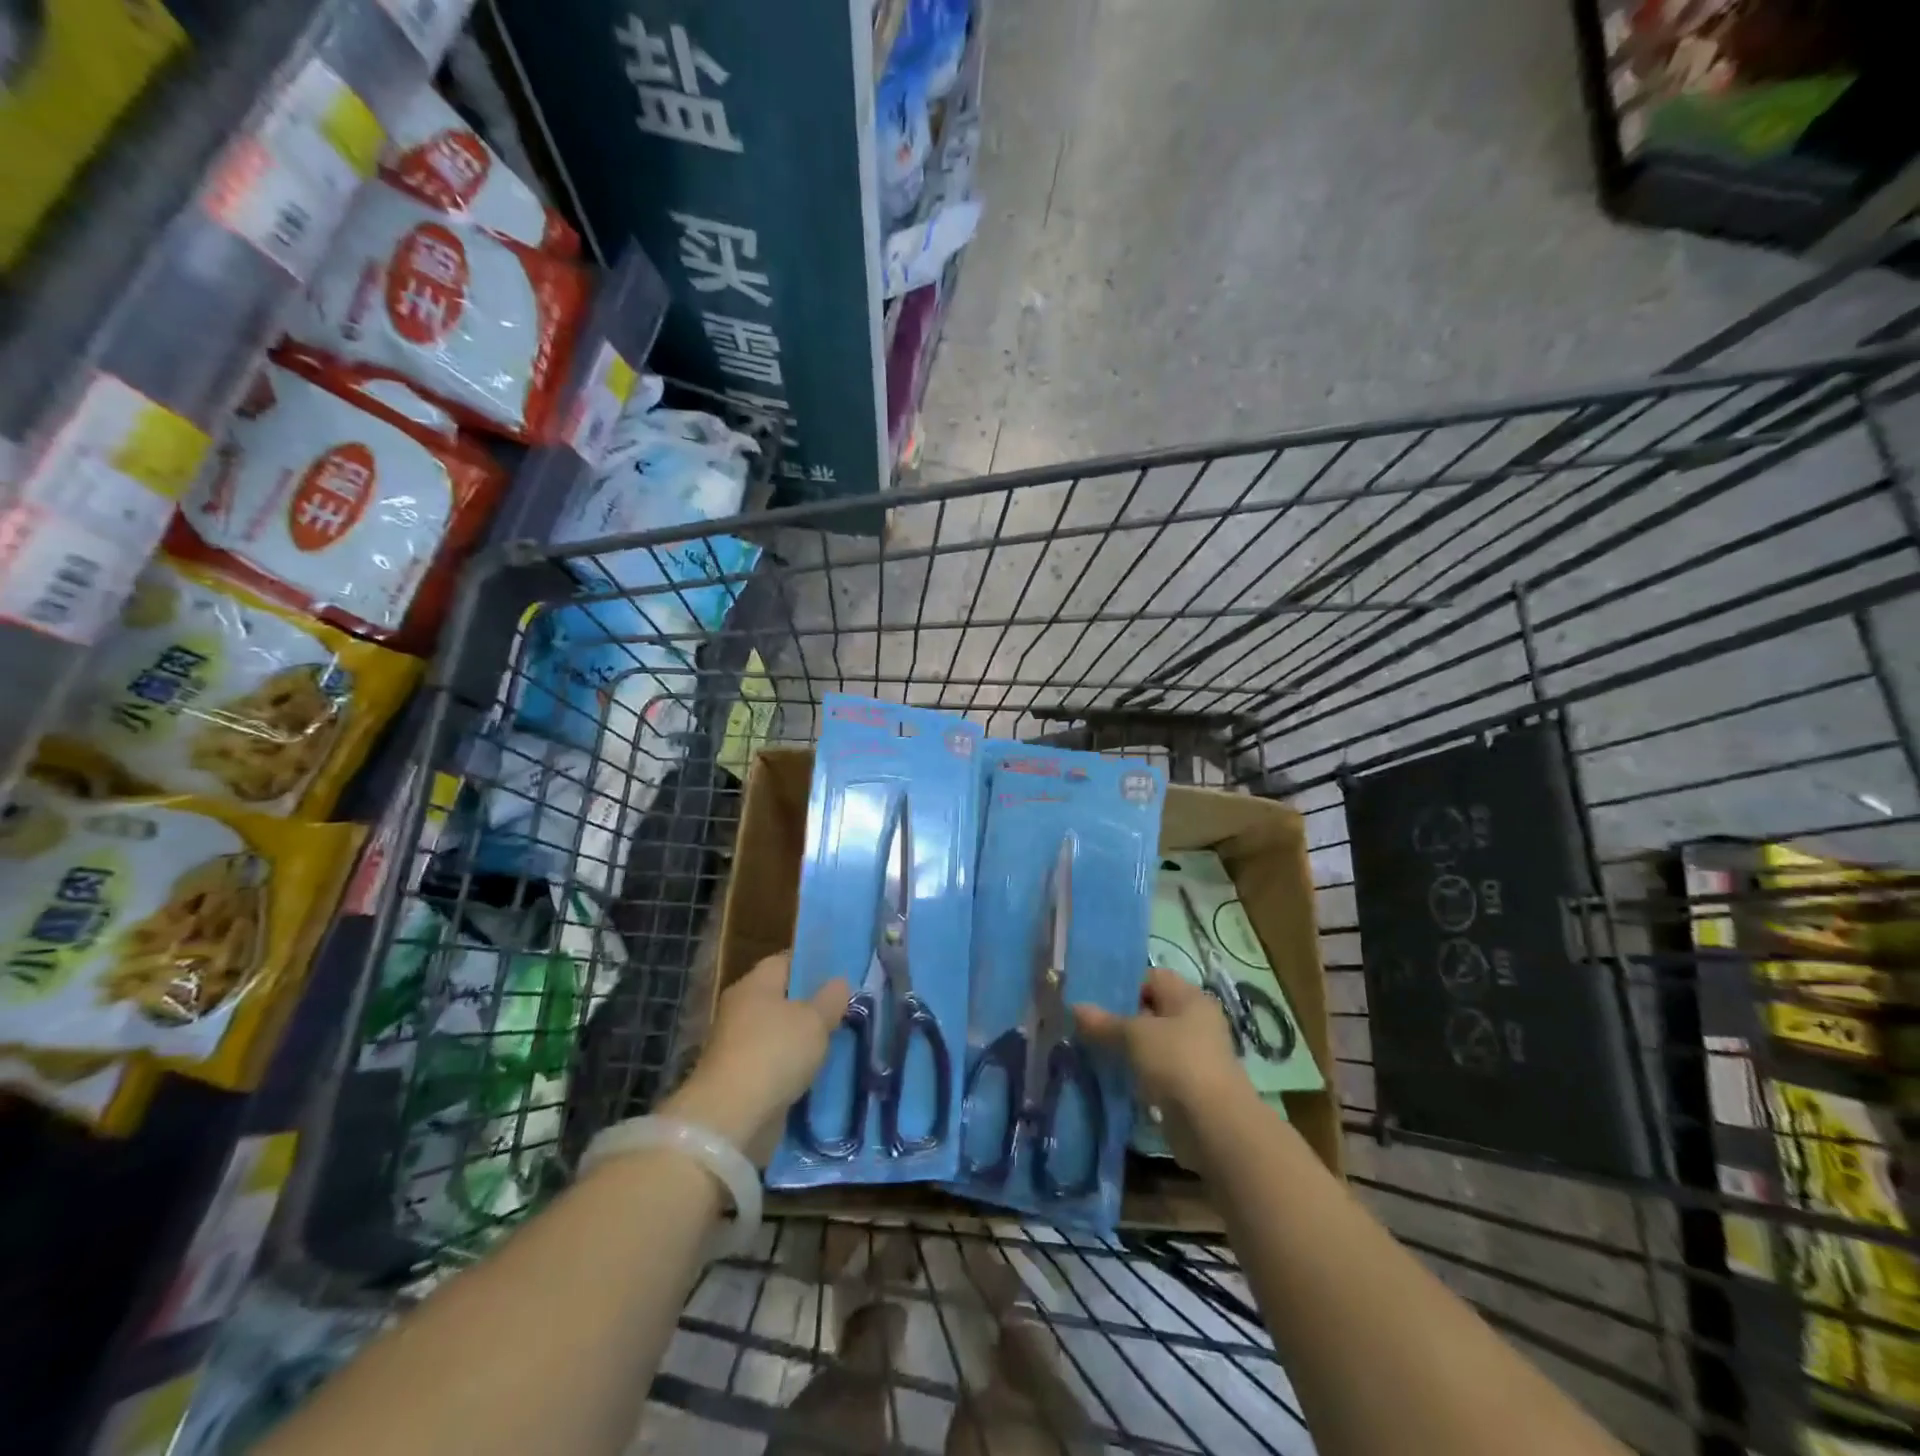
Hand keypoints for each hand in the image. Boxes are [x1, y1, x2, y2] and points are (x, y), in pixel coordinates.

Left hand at [669, 953, 850, 1163]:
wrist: (732, 1119)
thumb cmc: (775, 1052)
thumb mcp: (815, 1020)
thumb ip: (831, 999)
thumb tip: (839, 982)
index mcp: (754, 985)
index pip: (784, 962)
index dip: (811, 965)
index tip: (839, 975)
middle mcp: (742, 1010)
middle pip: (781, 999)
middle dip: (811, 1006)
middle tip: (845, 1011)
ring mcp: (738, 1047)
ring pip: (780, 1035)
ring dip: (803, 1041)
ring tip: (839, 1042)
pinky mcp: (741, 1080)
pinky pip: (775, 1065)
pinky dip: (793, 1069)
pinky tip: (819, 1073)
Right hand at [1073, 966, 1247, 1169]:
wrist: (1215, 1126)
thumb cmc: (1177, 1062)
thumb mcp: (1135, 1035)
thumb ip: (1104, 1022)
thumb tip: (1075, 1008)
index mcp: (1189, 998)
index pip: (1152, 978)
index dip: (1122, 983)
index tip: (1092, 995)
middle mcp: (1195, 1022)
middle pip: (1150, 1010)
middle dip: (1118, 1017)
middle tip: (1084, 1023)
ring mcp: (1192, 1056)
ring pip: (1150, 1043)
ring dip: (1124, 1047)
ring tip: (1089, 1049)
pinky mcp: (1187, 1087)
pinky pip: (1154, 1070)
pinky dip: (1134, 1072)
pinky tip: (1108, 1076)